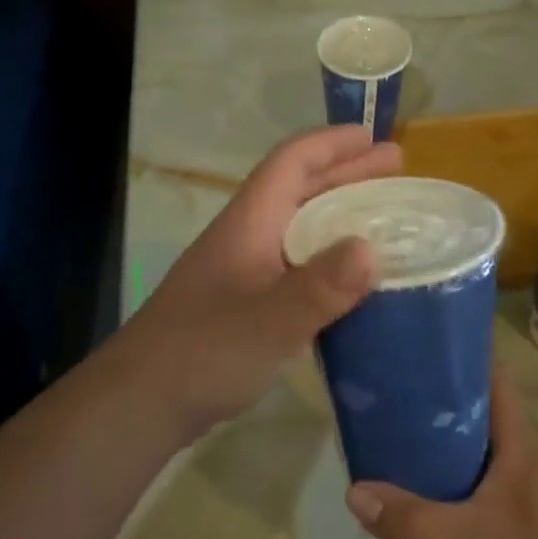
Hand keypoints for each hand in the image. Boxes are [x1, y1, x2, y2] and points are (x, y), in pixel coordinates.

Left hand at [122, 126, 400, 439]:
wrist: (141, 401)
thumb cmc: (202, 352)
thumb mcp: (267, 321)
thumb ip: (318, 287)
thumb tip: (370, 248)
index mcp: (248, 223)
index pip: (290, 163)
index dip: (331, 144)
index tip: (374, 137)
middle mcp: (246, 237)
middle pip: (298, 189)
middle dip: (346, 174)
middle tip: (396, 170)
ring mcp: (243, 272)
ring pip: (299, 228)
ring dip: (340, 215)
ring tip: (384, 219)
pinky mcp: (245, 304)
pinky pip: (297, 265)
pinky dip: (329, 261)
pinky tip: (352, 282)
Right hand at [345, 369, 537, 538]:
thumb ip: (405, 516)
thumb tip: (353, 490)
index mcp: (519, 439)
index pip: (491, 373)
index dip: (457, 353)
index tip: (414, 346)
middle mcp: (526, 451)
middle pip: (479, 405)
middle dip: (437, 394)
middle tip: (389, 388)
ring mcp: (529, 484)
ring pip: (479, 442)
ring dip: (443, 434)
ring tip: (396, 428)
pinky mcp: (525, 514)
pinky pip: (482, 474)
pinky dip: (452, 469)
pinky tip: (422, 484)